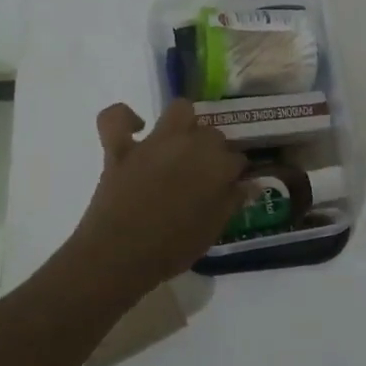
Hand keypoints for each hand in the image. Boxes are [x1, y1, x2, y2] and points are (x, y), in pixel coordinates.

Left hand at [64, 99, 246, 297]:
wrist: (120, 255)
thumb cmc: (172, 249)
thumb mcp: (212, 230)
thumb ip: (232, 202)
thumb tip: (250, 184)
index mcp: (217, 166)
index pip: (237, 159)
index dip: (234, 173)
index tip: (230, 187)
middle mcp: (190, 144)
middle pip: (212, 133)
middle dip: (213, 150)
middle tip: (205, 173)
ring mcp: (153, 143)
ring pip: (179, 110)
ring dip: (185, 122)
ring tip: (181, 142)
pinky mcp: (120, 148)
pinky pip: (116, 117)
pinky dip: (124, 117)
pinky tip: (134, 128)